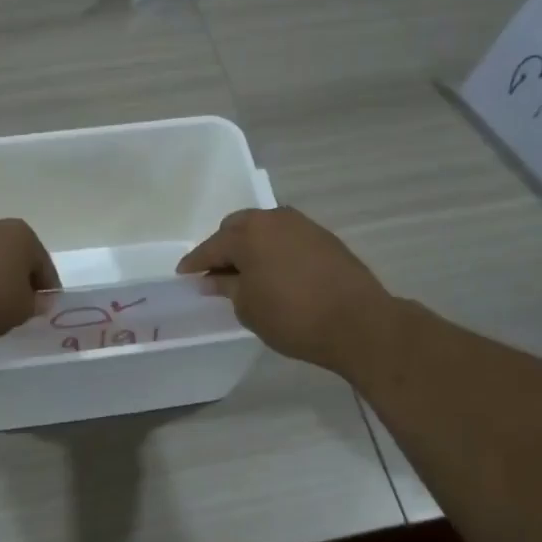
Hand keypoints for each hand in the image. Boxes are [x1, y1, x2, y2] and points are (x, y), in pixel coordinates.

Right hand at [177, 207, 390, 374]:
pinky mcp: (324, 238)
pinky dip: (274, 250)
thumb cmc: (292, 317)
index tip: (184, 275)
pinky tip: (274, 272)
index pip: (212, 246)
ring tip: (245, 273)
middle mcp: (274, 219)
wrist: (358, 322)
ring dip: (251, 246)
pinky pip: (286, 238)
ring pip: (265, 229)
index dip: (195, 263)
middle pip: (238, 228)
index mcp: (248, 234)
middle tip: (216, 273)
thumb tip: (214, 278)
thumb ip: (226, 287)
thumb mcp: (248, 307)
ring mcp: (303, 225)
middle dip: (223, 248)